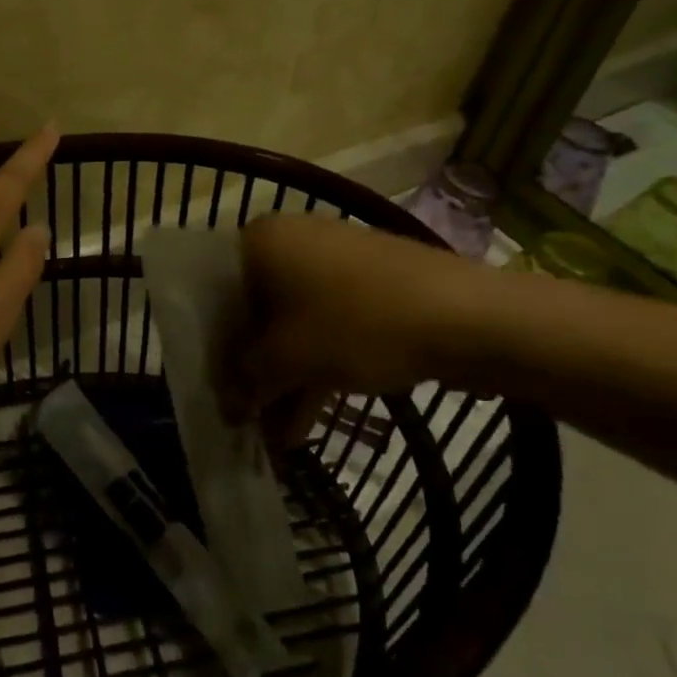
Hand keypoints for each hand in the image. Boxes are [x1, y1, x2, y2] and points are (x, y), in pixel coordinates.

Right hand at [229, 215, 488, 442]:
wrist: (468, 317)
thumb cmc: (358, 324)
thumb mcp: (289, 359)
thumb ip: (246, 380)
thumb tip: (226, 404)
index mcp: (260, 240)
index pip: (213, 291)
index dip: (209, 343)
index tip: (212, 385)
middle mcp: (290, 240)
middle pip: (252, 309)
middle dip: (250, 369)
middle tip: (244, 415)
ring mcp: (332, 261)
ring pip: (291, 323)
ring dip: (282, 378)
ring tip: (277, 436)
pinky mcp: (368, 284)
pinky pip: (325, 325)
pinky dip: (314, 367)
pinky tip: (308, 421)